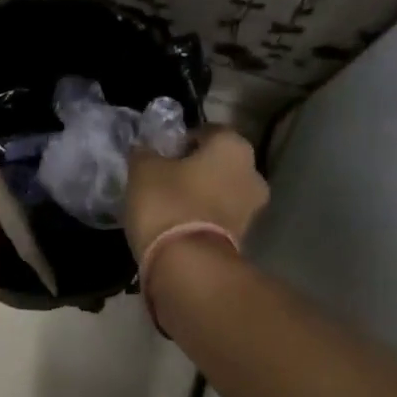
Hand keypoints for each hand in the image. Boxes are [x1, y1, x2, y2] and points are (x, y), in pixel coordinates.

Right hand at [124, 126, 267, 259]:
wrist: (188, 264)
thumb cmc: (168, 203)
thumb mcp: (143, 170)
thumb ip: (145, 153)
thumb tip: (144, 149)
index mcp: (233, 146)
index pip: (208, 131)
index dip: (183, 139)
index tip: (162, 153)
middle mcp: (252, 173)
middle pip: (219, 162)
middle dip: (196, 168)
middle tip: (165, 177)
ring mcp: (252, 208)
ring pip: (221, 191)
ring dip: (201, 194)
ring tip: (169, 204)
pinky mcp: (244, 238)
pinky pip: (220, 217)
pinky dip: (203, 217)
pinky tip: (179, 224)